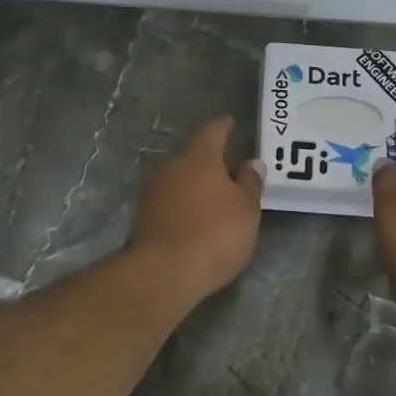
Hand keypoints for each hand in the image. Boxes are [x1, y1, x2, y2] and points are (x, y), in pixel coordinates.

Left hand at [128, 116, 263, 303]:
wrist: (162, 273)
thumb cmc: (214, 234)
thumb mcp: (246, 210)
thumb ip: (250, 183)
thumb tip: (252, 163)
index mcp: (198, 156)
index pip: (213, 131)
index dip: (224, 126)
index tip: (231, 122)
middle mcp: (171, 166)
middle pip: (194, 155)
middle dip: (211, 160)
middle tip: (231, 168)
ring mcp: (153, 190)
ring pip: (180, 178)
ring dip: (196, 183)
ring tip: (216, 196)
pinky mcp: (143, 215)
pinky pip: (170, 200)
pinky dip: (184, 203)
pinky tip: (196, 216)